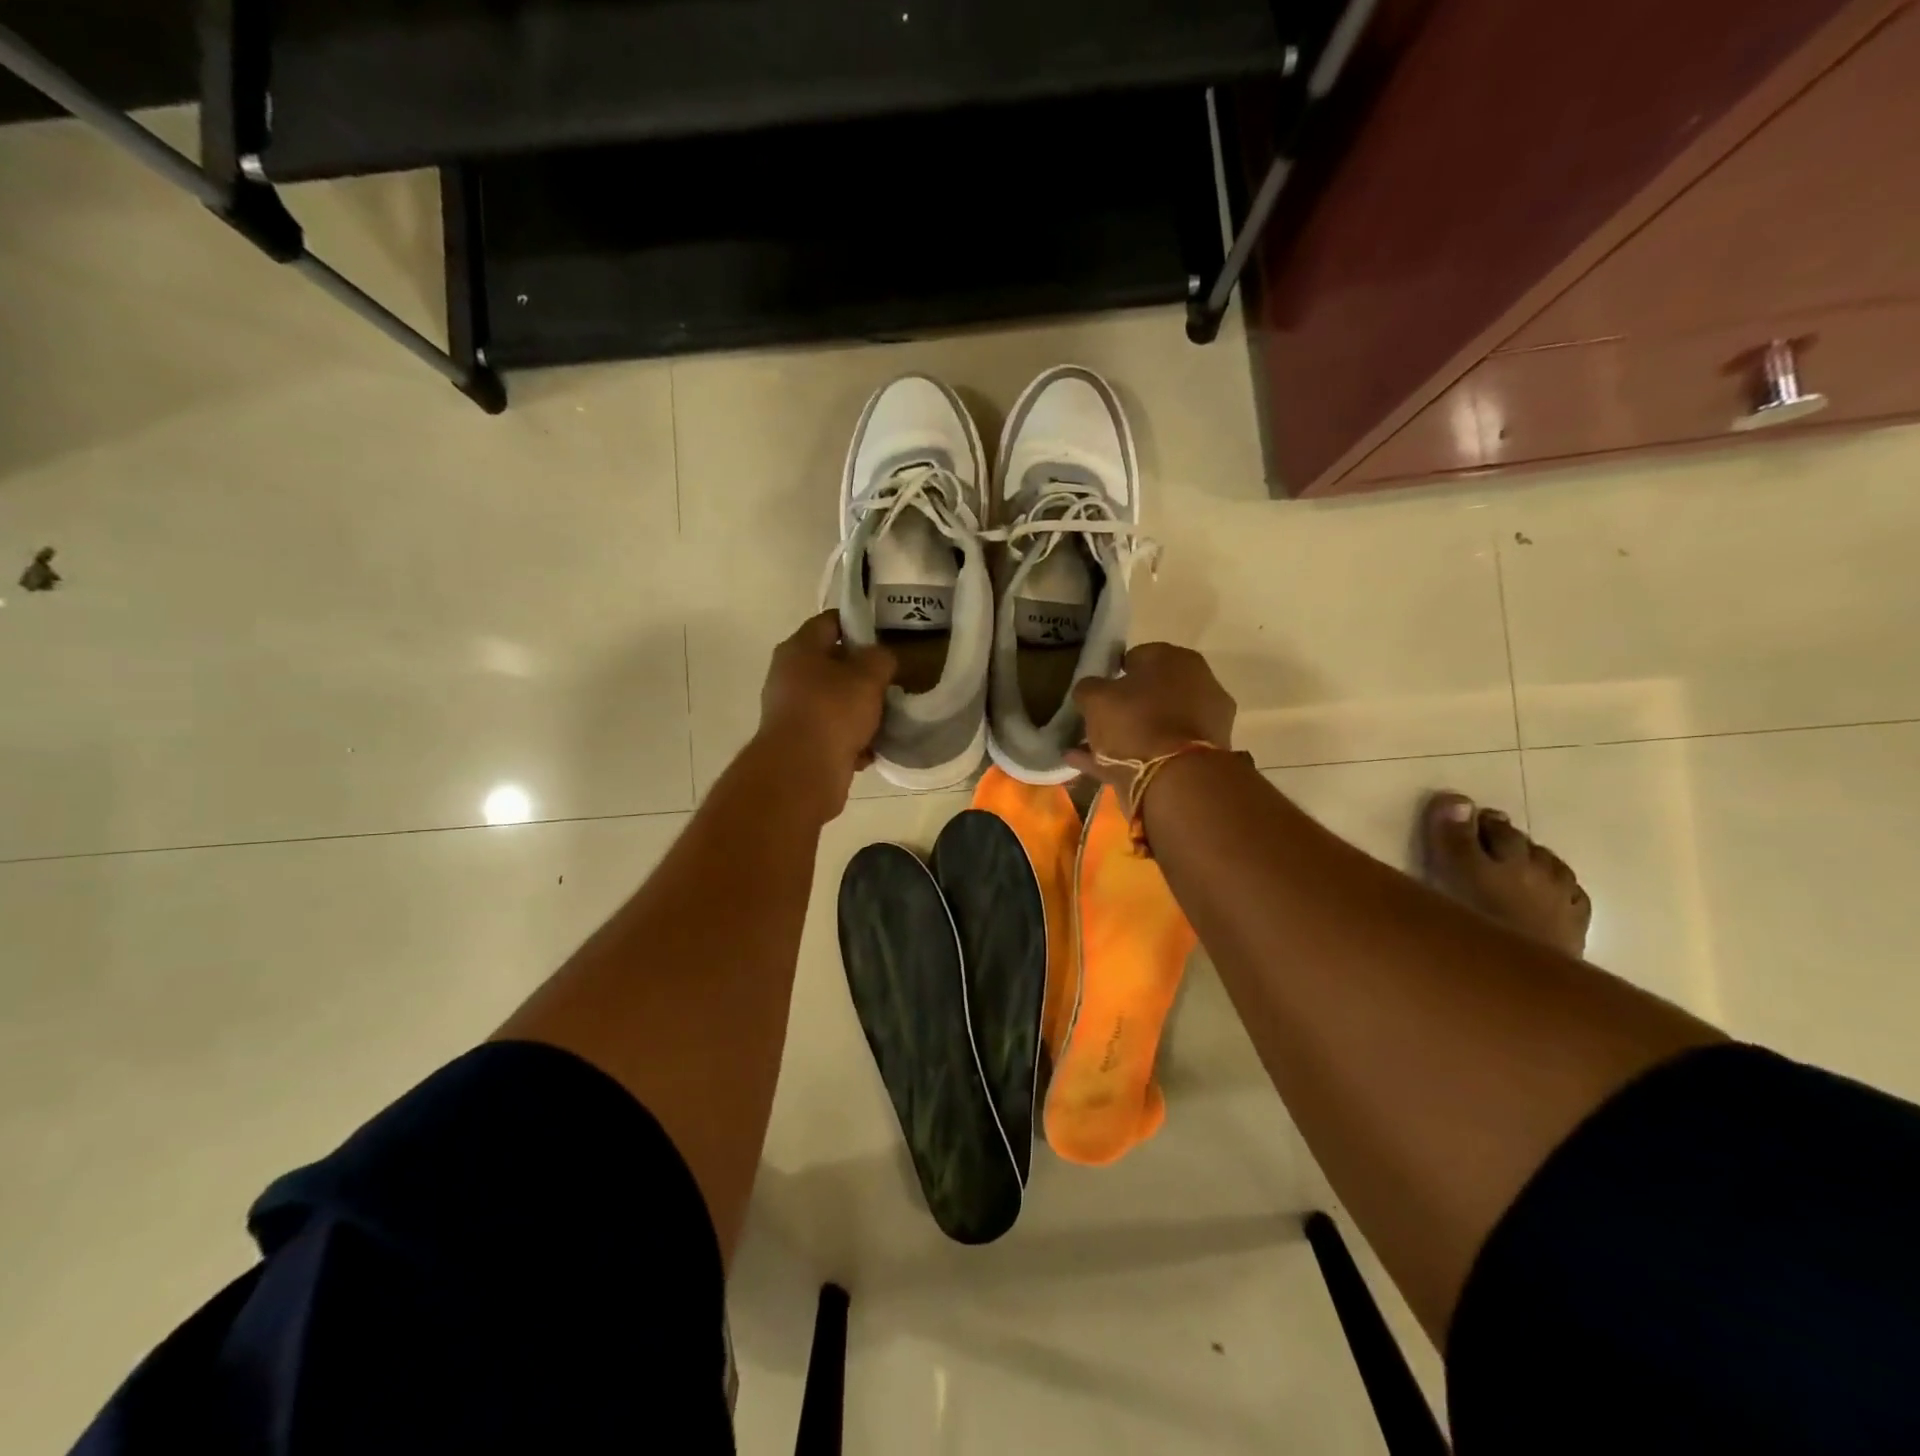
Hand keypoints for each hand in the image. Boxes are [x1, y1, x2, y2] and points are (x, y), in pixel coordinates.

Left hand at [756, 611, 895, 815]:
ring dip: (859, 710)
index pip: (830, 622)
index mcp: (799, 649)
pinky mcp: (799, 743)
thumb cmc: (833, 710)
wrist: (802, 771)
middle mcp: (788, 676)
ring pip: (833, 702)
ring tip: (886, 717)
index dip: (858, 623)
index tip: (884, 634)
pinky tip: (871, 749)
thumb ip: (881, 658)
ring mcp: (791, 712)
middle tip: (891, 678)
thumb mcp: (869, 675)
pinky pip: (831, 734)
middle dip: (862, 673)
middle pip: (832, 665)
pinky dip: (850, 740)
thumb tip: (881, 659)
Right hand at [1064, 643, 1234, 788]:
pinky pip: (1158, 751)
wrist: (1175, 780)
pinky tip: (1093, 766)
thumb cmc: (1136, 723)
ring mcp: (1205, 722)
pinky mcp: (1203, 756)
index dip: (1113, 673)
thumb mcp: (1095, 698)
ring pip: (1155, 725)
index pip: (1139, 656)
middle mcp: (1199, 684)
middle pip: (1151, 693)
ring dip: (1126, 735)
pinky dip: (1129, 756)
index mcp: (1176, 659)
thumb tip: (1090, 690)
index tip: (1096, 692)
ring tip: (1087, 749)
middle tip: (1097, 721)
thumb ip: (1088, 688)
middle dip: (1124, 706)